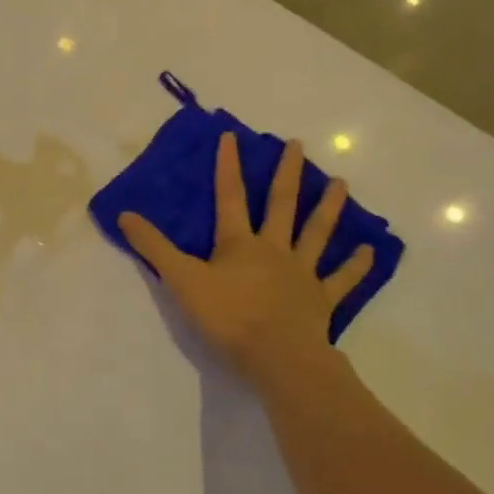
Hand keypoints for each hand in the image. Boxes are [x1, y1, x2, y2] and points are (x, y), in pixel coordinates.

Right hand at [119, 132, 373, 388]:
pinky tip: (369, 250)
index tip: (232, 136)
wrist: (277, 357)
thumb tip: (124, 215)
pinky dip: (354, 265)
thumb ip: (154, 248)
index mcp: (239, 243)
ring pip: (316, 233)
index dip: (228, 166)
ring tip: (341, 182)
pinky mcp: (321, 300)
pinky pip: (341, 279)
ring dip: (328, 207)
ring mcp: (302, 273)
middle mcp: (274, 249)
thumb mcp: (182, 281)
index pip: (230, 197)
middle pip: (281, 205)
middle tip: (298, 144)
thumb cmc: (228, 317)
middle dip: (287, 173)